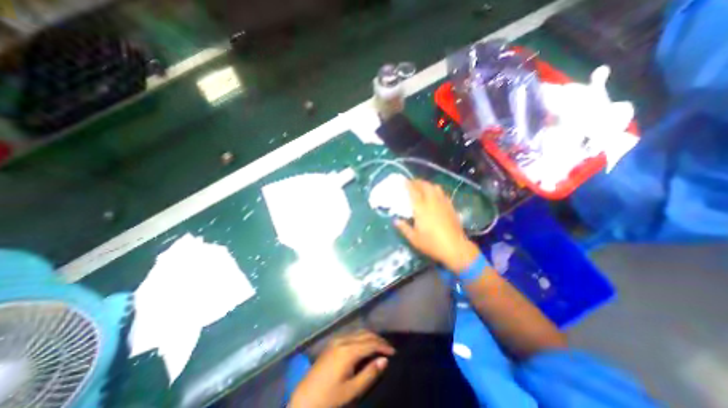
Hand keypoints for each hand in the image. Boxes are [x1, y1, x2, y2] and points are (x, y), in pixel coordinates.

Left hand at [289, 330, 392, 407]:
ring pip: (358, 332)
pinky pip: (351, 334)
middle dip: (378, 339)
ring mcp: (336, 339)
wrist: (303, 399)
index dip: (383, 346)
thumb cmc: (329, 398)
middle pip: (365, 334)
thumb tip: (384, 360)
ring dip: (370, 336)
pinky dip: (361, 337)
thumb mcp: (351, 391)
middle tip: (388, 348)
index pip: (370, 343)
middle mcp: (343, 340)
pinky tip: (364, 345)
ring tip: (379, 346)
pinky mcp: (332, 342)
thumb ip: (369, 374)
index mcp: (348, 351)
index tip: (394, 352)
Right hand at [396, 179, 481, 272]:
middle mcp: (432, 202)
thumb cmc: (431, 244)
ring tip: (423, 187)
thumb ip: (404, 228)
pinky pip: (442, 194)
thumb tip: (395, 220)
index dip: (408, 184)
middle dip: (418, 182)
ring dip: (427, 184)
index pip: (414, 192)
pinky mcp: (450, 207)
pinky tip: (435, 196)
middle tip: (412, 183)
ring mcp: (443, 203)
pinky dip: (436, 191)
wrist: (455, 248)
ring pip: (435, 187)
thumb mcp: (414, 238)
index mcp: (421, 208)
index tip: (404, 181)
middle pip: (425, 186)